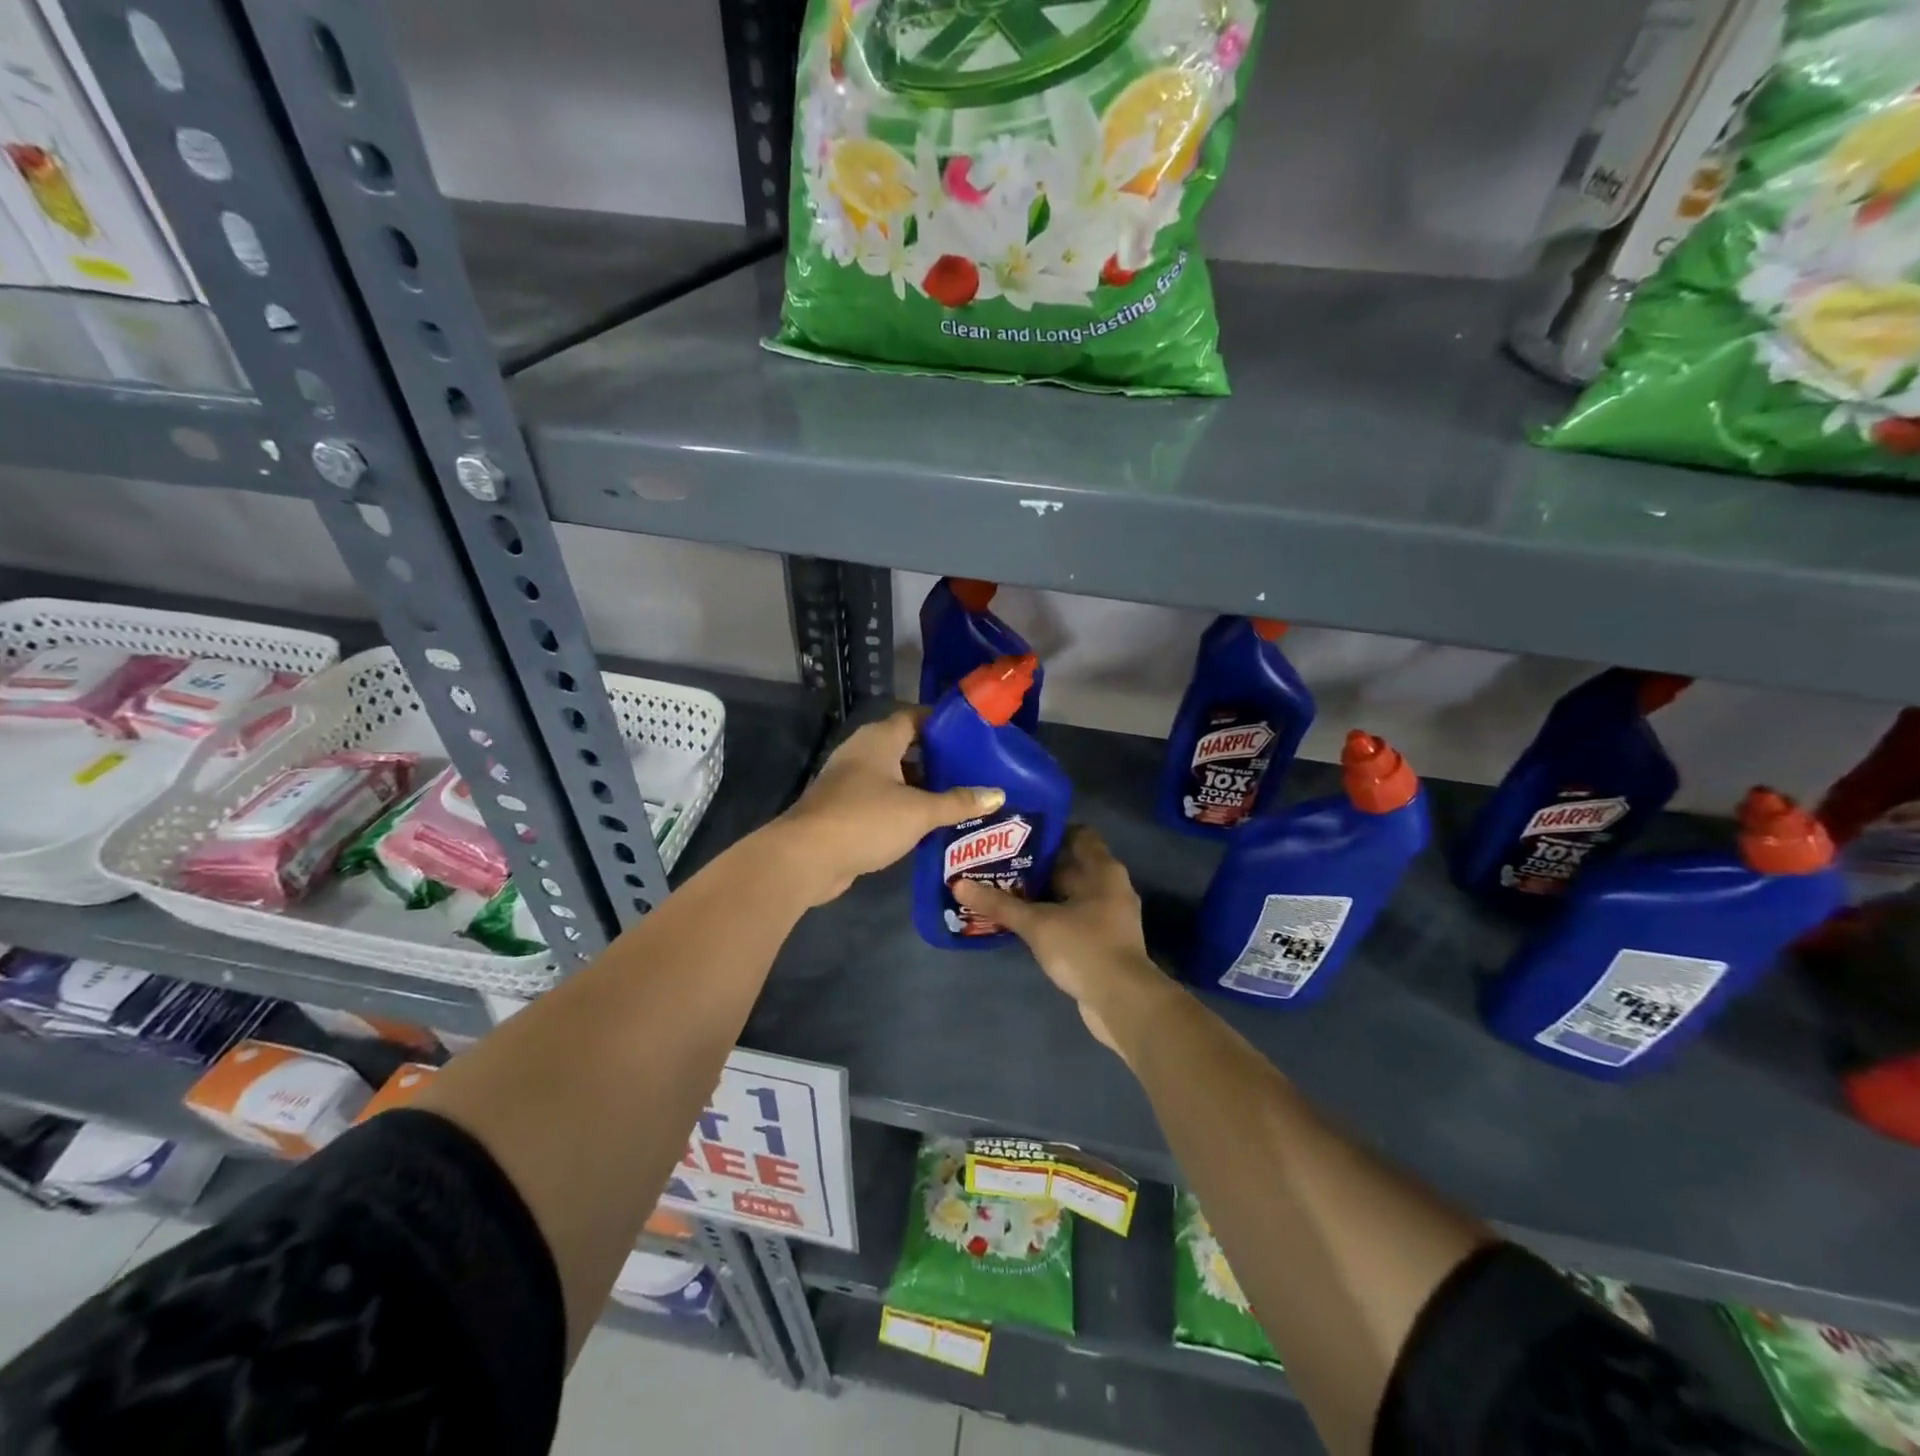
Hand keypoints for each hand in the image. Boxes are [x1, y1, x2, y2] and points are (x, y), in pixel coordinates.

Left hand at [773, 709, 1003, 906]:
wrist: (806, 858)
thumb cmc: (866, 820)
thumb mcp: (919, 811)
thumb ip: (958, 802)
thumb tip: (997, 794)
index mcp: (879, 739)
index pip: (914, 717)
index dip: (942, 723)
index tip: (972, 734)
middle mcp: (862, 753)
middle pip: (905, 746)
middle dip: (936, 758)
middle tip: (971, 769)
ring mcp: (849, 781)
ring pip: (893, 776)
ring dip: (920, 785)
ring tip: (957, 796)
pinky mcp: (843, 809)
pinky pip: (881, 799)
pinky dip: (903, 806)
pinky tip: (927, 822)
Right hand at [952, 826, 1171, 1057]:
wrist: (1122, 1003)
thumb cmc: (1084, 948)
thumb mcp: (1037, 924)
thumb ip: (999, 903)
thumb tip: (958, 884)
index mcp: (1103, 870)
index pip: (1078, 834)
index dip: (1049, 831)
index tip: (1016, 832)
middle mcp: (1110, 887)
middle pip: (1070, 864)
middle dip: (1036, 864)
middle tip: (998, 860)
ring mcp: (1108, 916)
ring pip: (1069, 894)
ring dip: (1040, 892)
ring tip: (1001, 887)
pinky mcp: (1101, 941)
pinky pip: (1071, 917)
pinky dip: (1049, 915)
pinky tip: (1021, 920)